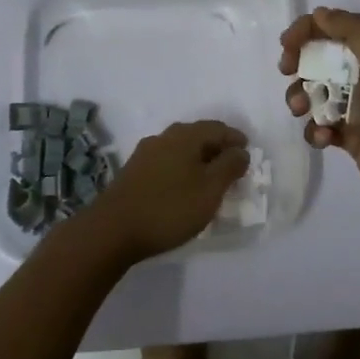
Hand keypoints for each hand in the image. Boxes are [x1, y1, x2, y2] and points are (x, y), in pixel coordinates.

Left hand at [84, 120, 248, 261]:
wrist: (112, 230)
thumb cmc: (169, 208)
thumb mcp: (209, 189)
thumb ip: (229, 167)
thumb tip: (241, 151)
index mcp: (185, 136)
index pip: (217, 128)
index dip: (235, 139)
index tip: (248, 153)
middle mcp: (164, 137)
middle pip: (197, 136)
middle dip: (217, 148)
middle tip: (232, 166)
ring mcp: (145, 154)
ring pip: (180, 149)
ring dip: (198, 159)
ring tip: (210, 179)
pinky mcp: (133, 172)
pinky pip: (166, 162)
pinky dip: (181, 169)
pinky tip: (183, 187)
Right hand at [280, 8, 359, 220]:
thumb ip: (352, 30)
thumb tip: (320, 14)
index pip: (337, 28)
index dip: (309, 30)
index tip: (287, 45)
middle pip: (322, 58)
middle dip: (300, 63)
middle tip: (287, 72)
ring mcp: (359, 107)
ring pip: (316, 92)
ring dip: (302, 97)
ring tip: (301, 110)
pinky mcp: (351, 137)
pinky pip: (321, 125)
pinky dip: (316, 129)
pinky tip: (325, 138)